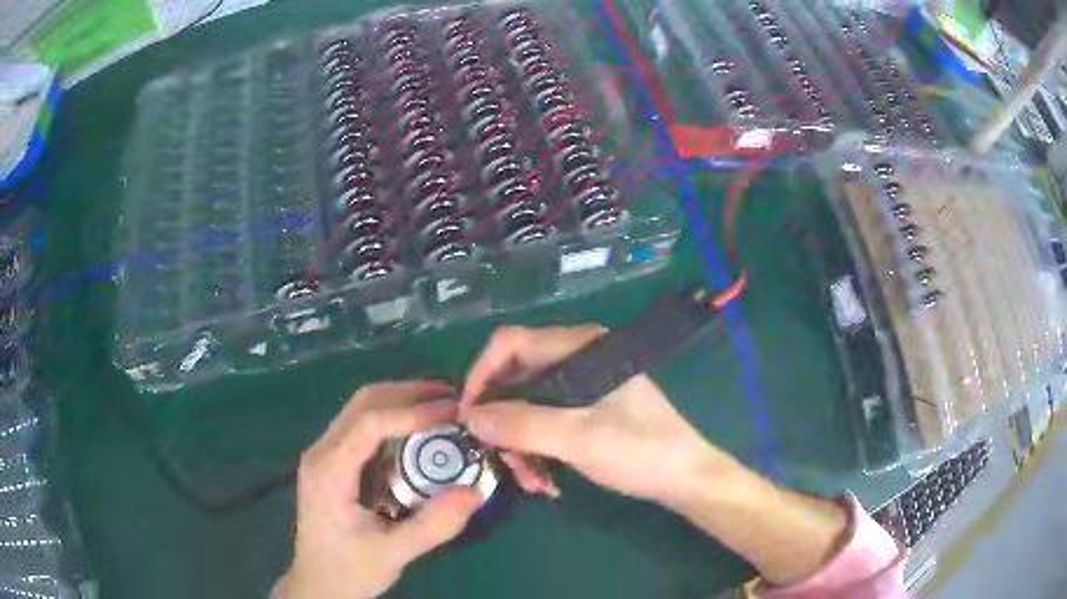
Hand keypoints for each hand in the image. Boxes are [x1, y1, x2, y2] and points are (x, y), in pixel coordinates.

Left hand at [276, 382, 481, 598]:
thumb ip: (433, 525)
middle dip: (410, 393)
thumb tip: (475, 491)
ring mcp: (324, 454)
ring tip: (443, 406)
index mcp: (328, 471)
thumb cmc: (349, 570)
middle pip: (363, 403)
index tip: (454, 412)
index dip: (412, 412)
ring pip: (361, 408)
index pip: (368, 423)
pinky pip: (362, 426)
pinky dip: (393, 417)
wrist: (318, 585)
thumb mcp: (393, 553)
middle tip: (455, 398)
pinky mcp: (332, 462)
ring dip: (402, 400)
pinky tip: (419, 429)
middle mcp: (321, 452)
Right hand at [459, 326, 848, 585]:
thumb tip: (468, 416)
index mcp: (579, 347)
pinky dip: (538, 450)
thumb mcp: (579, 439)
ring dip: (521, 445)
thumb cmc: (641, 451)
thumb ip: (523, 425)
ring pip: (528, 407)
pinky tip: (547, 479)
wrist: (686, 478)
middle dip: (504, 424)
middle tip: (503, 462)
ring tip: (532, 482)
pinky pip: (546, 423)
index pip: (510, 344)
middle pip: (516, 380)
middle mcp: (577, 358)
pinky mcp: (587, 410)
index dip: (481, 376)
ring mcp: (582, 386)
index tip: (468, 416)